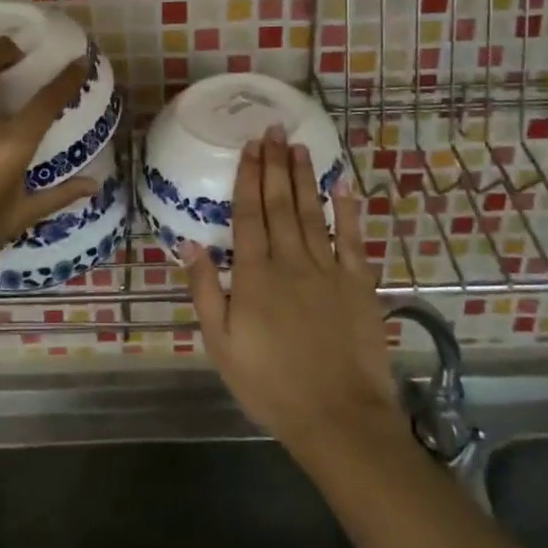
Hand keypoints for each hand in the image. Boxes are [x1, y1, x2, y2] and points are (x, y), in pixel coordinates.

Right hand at [184, 129, 401, 465]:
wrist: (337, 417)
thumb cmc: (270, 384)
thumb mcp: (221, 343)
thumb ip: (205, 289)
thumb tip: (189, 242)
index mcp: (254, 274)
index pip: (249, 214)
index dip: (248, 177)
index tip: (249, 146)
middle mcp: (290, 260)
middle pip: (280, 203)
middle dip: (275, 164)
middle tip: (273, 129)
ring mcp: (327, 269)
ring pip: (312, 212)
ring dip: (304, 177)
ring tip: (299, 146)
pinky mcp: (358, 284)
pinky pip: (353, 238)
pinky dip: (348, 210)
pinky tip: (343, 185)